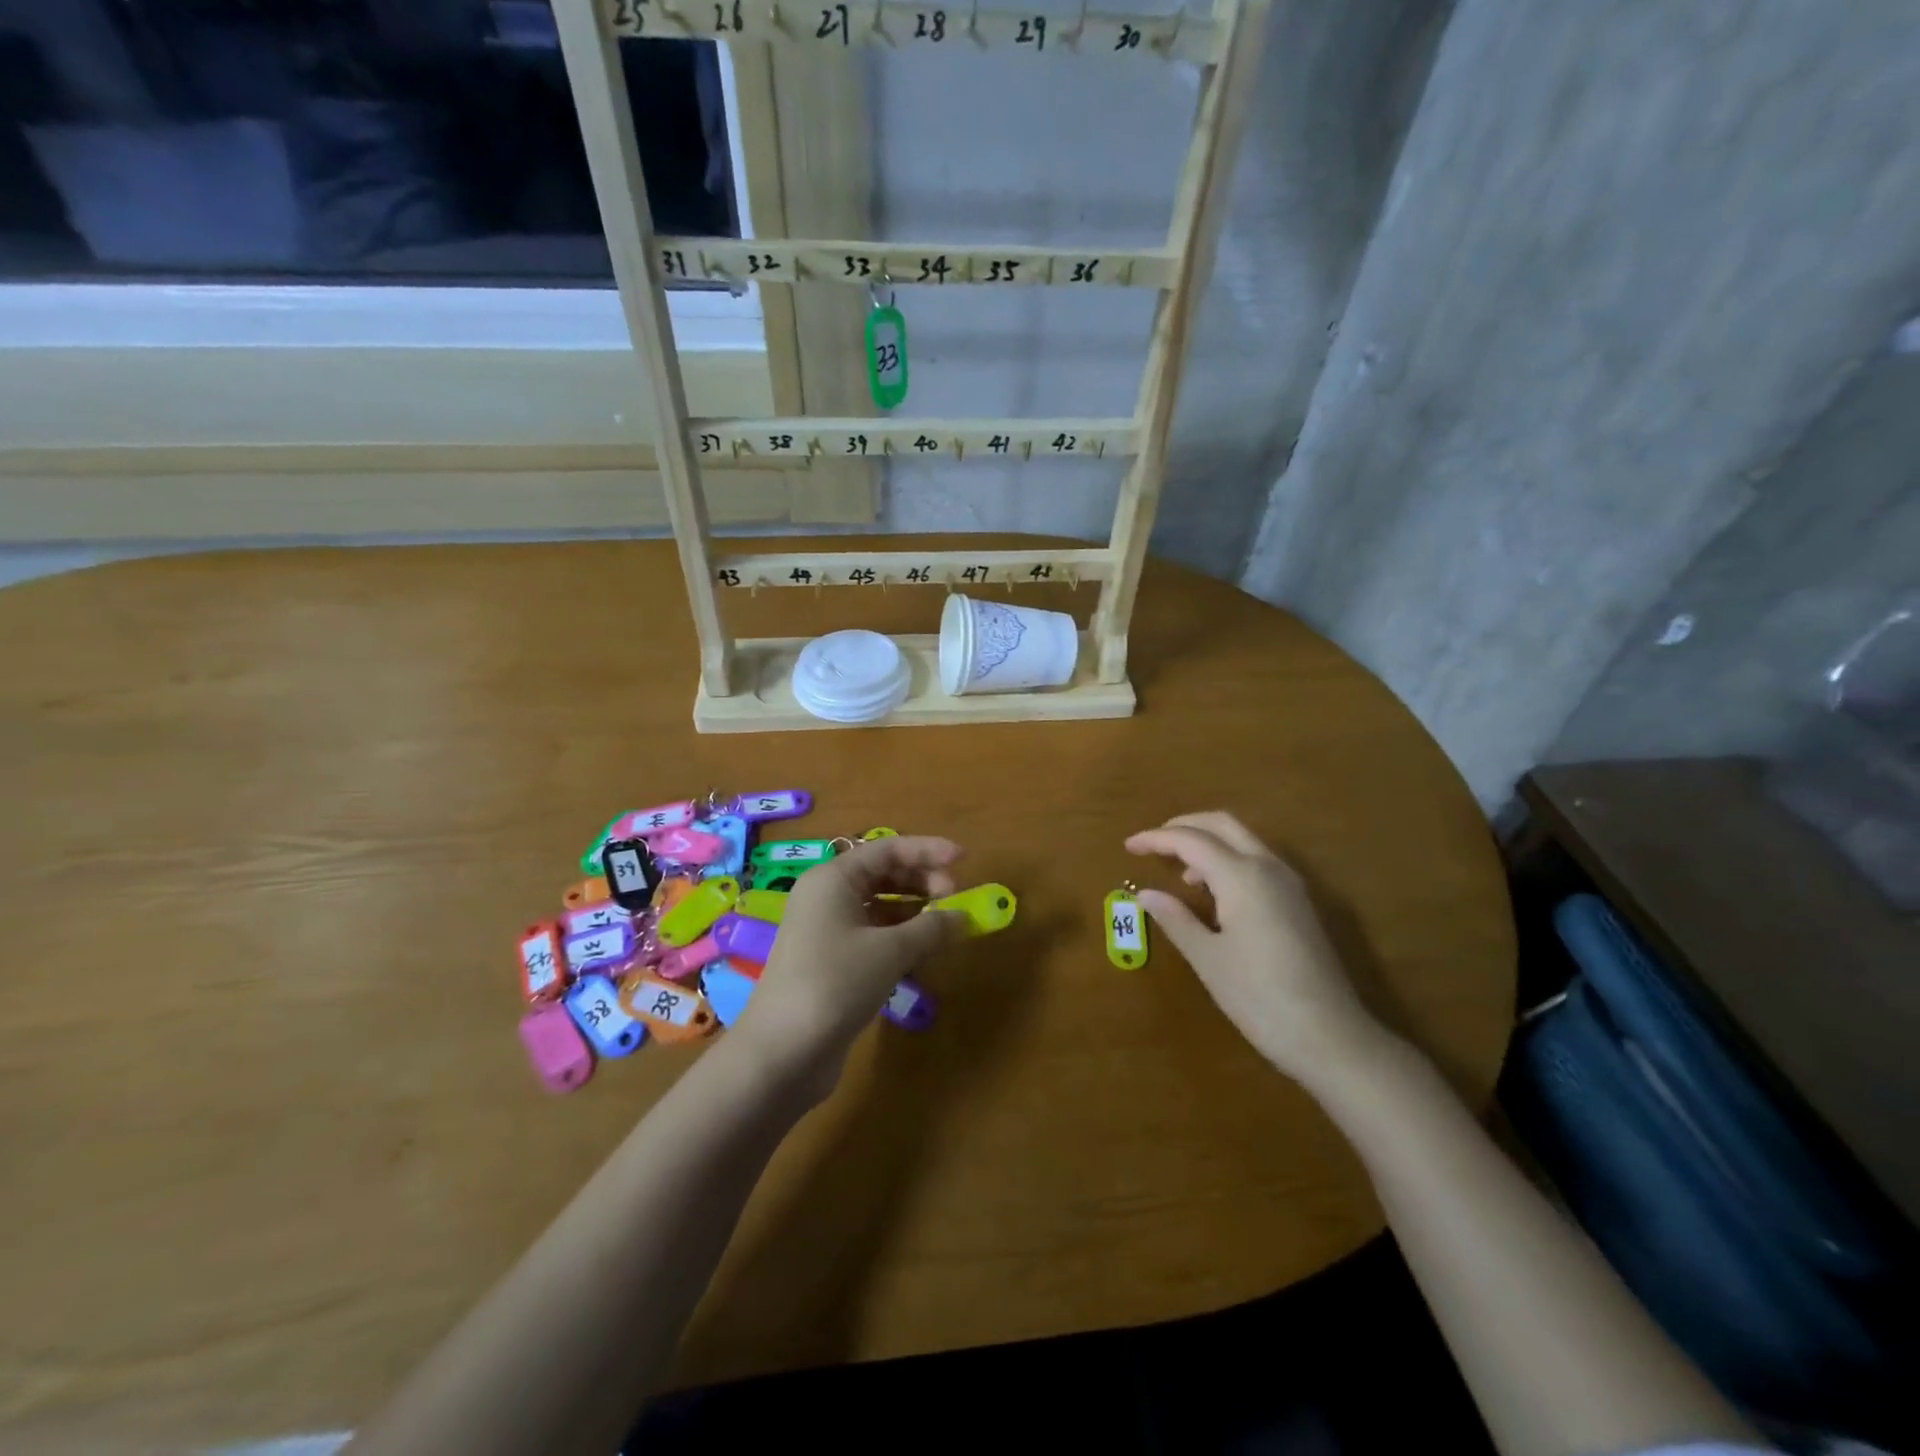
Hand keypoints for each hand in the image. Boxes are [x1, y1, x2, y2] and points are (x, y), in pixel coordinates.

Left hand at [729, 835, 967, 1097]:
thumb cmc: (835, 983)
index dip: (928, 850)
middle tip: (955, 898)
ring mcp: (826, 930)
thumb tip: (963, 917)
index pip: (888, 849)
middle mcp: (827, 896)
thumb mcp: (890, 951)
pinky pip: (872, 934)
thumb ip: (931, 928)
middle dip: (922, 880)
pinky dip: (900, 936)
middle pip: (882, 873)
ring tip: (945, 925)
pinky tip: (923, 951)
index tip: (964, 859)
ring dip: (914, 910)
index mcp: (834, 879)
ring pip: (879, 906)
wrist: (782, 1052)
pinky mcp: (831, 961)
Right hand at [1126, 812, 1387, 1090]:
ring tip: (1179, 872)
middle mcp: (1268, 867)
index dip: (1156, 839)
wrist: (1331, 1036)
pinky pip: (1257, 861)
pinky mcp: (1298, 902)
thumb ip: (1175, 919)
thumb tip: (1146, 893)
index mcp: (1242, 876)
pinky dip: (1228, 860)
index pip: (1190, 840)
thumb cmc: (1260, 997)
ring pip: (1243, 840)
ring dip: (1208, 842)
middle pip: (1222, 824)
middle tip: (1153, 843)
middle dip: (1184, 826)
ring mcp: (1289, 883)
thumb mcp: (1208, 959)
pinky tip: (1213, 893)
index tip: (1128, 846)